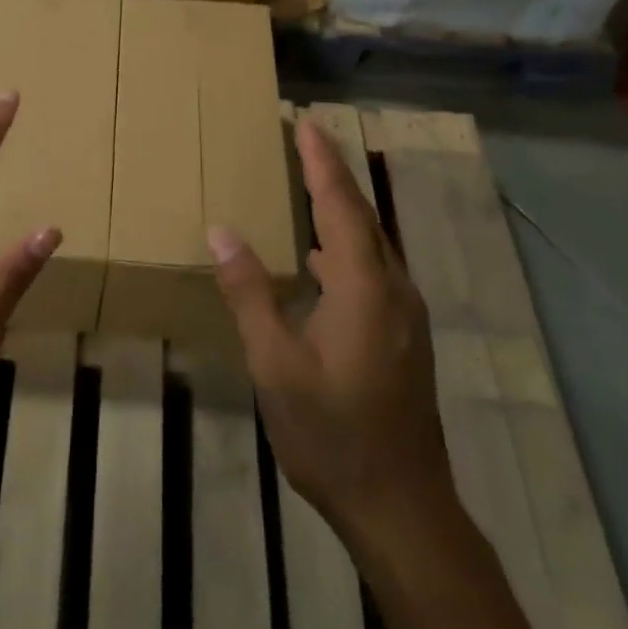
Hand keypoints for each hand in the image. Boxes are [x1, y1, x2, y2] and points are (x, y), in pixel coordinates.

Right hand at [207, 118, 452, 539]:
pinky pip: (374, 271)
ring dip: (341, 210)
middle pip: (362, 217)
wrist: (400, 505)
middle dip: (332, 175)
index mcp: (364, 287)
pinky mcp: (404, 337)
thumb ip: (250, 292)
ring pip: (372, 245)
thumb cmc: (331, 432)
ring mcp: (405, 316)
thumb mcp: (275, 363)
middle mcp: (394, 290)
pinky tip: (320, 259)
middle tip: (304, 142)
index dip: (320, 162)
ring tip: (308, 187)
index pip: (340, 205)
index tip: (305, 123)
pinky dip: (346, 246)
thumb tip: (223, 230)